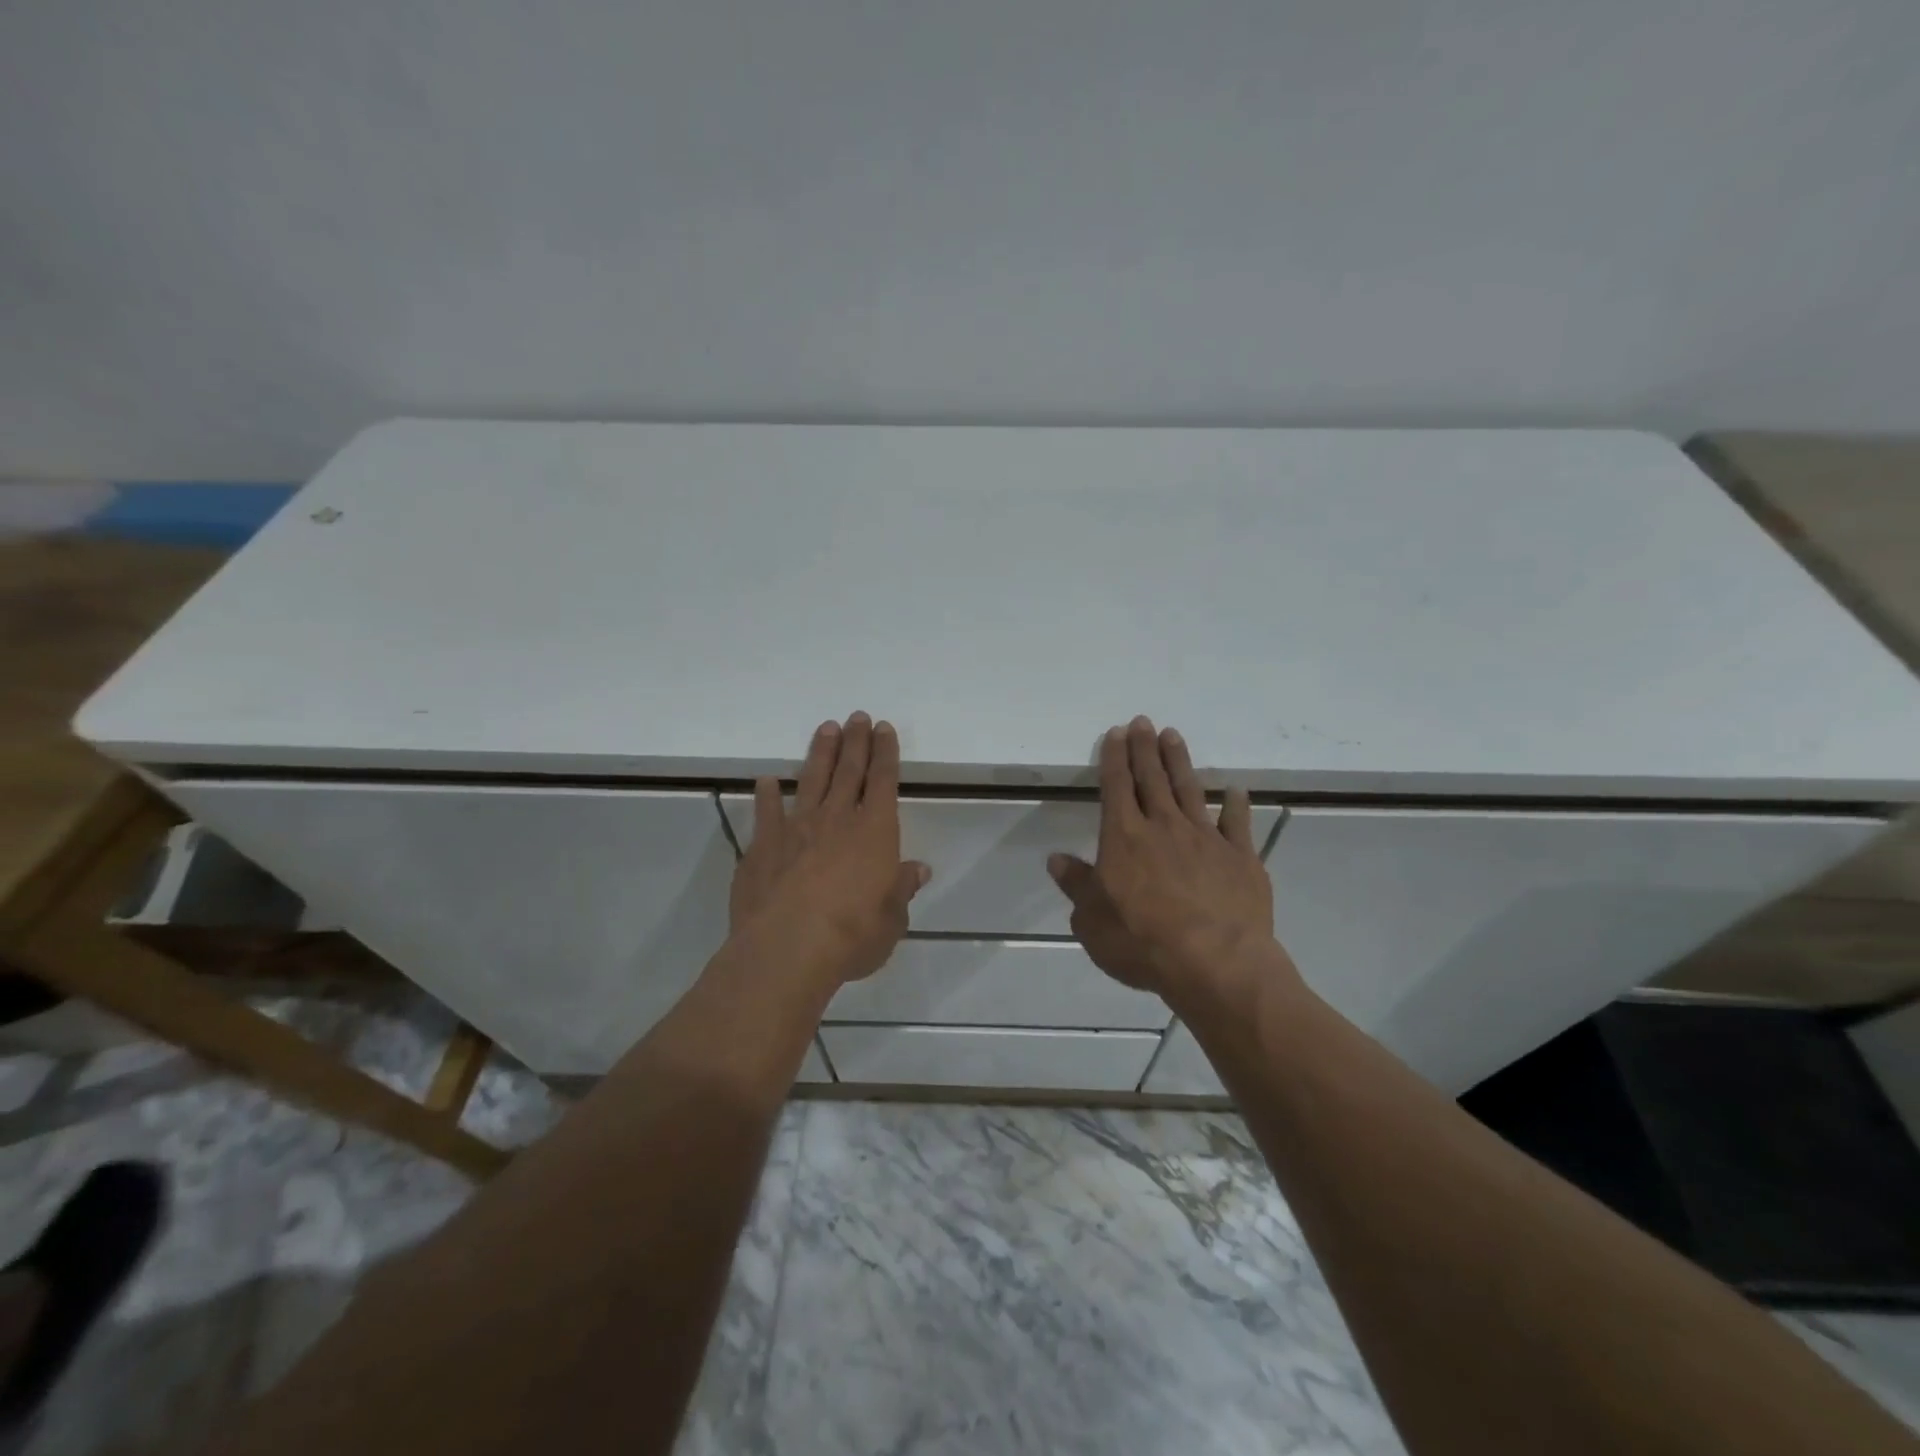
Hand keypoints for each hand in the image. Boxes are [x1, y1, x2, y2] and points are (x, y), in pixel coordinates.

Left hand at [729, 712, 930, 987]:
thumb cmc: (852, 936)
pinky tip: (767, 782)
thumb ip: (901, 889)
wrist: (787, 949)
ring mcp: (795, 829)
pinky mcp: (762, 847)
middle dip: (855, 742)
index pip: (883, 781)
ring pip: (811, 781)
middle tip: (857, 716)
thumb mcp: (891, 919)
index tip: (884, 728)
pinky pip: (766, 814)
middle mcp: (836, 820)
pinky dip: (767, 796)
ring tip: (825, 729)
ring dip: (820, 754)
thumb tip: (918, 869)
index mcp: (874, 832)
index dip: (885, 753)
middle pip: (848, 771)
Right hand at [1048, 716, 1285, 1006]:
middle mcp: (1163, 828)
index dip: (1114, 758)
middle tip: (1144, 721)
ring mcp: (1206, 839)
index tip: (1116, 732)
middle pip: (1151, 778)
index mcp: (1124, 839)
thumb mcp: (1092, 922)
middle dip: (1145, 748)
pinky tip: (1236, 790)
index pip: (1116, 787)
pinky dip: (1236, 804)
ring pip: (1189, 790)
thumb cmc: (1143, 943)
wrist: (1216, 963)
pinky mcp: (1240, 858)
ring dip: (1180, 762)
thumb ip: (1077, 886)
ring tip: (1173, 736)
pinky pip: (1237, 823)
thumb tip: (1056, 860)